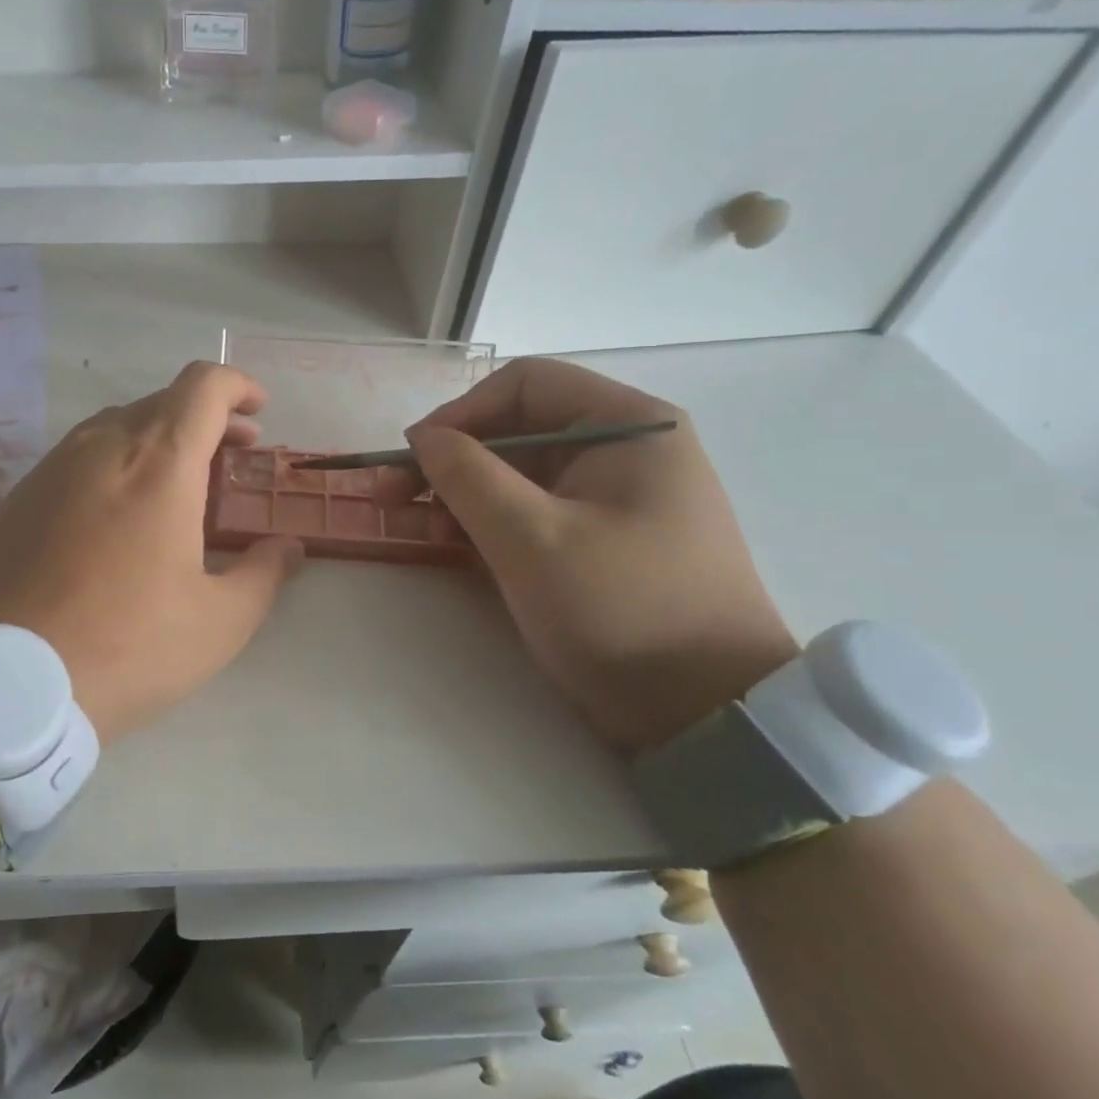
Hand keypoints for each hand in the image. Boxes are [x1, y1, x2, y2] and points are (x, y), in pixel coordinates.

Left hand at [0, 362, 303, 746]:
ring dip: (159, 439)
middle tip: (231, 461)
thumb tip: (288, 547)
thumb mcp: (218, 622)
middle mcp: (104, 446)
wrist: (7, 681)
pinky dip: (117, 461)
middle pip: (163, 402)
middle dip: (207, 420)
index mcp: (160, 463)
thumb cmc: (127, 646)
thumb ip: (264, 574)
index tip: (258, 413)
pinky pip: (80, 454)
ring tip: (179, 485)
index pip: (204, 385)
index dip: (238, 386)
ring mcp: (54, 466)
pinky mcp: (21, 494)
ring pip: (119, 425)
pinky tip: (120, 513)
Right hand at [403, 358, 797, 755]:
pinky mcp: (602, 539)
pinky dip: (487, 521)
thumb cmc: (620, 609)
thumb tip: (422, 436)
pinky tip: (450, 541)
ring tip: (413, 524)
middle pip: (517, 427)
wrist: (706, 713)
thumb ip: (466, 475)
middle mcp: (624, 448)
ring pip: (519, 473)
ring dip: (460, 492)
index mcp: (627, 426)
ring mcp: (614, 497)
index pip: (525, 384)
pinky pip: (533, 510)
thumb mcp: (531, 538)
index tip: (412, 456)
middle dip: (450, 458)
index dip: (460, 412)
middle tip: (392, 494)